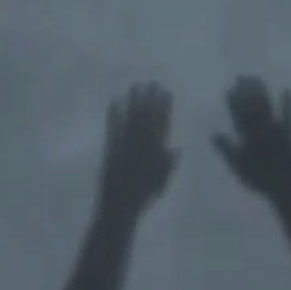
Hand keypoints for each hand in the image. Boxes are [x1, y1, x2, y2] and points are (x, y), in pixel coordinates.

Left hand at [97, 83, 177, 216]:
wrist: (121, 207)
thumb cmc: (144, 196)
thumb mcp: (162, 181)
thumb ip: (170, 164)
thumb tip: (178, 149)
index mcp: (155, 150)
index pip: (162, 123)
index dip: (164, 106)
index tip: (166, 91)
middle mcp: (141, 142)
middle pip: (147, 115)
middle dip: (150, 98)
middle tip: (152, 82)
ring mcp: (126, 142)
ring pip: (132, 117)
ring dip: (134, 100)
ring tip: (135, 85)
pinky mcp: (112, 145)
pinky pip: (114, 126)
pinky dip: (114, 113)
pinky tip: (115, 100)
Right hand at [212, 78, 290, 203]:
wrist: (287, 188)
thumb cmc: (261, 180)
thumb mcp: (239, 167)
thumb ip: (226, 149)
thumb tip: (212, 133)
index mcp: (248, 135)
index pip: (238, 114)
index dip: (233, 101)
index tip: (229, 89)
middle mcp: (261, 127)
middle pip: (251, 105)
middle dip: (245, 90)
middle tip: (240, 77)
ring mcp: (275, 127)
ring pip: (266, 105)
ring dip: (261, 91)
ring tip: (256, 78)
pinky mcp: (289, 131)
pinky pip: (289, 114)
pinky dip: (288, 102)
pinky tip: (288, 89)